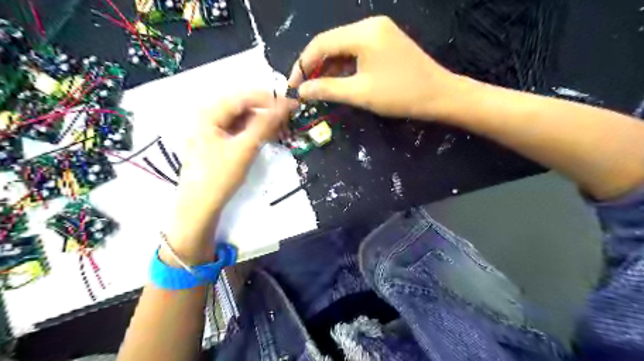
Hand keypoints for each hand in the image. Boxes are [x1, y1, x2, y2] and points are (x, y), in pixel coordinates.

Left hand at [165, 92, 296, 262]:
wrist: (200, 206)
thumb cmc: (219, 177)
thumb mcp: (244, 149)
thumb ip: (265, 124)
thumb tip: (285, 105)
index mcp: (209, 113)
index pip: (244, 96)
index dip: (269, 98)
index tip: (291, 104)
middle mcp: (208, 115)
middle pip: (243, 106)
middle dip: (266, 110)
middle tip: (288, 119)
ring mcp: (212, 129)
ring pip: (242, 118)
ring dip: (262, 121)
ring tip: (280, 129)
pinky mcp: (217, 140)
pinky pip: (239, 129)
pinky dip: (254, 131)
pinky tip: (266, 136)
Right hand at [290, 16, 465, 119]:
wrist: (439, 95)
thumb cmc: (400, 95)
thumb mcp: (360, 93)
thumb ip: (327, 89)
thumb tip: (301, 91)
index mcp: (363, 33)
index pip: (321, 43)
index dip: (303, 64)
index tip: (293, 85)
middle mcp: (369, 25)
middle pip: (331, 42)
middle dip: (315, 66)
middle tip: (305, 88)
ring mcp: (379, 31)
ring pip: (343, 47)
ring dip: (330, 67)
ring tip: (319, 88)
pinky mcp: (385, 41)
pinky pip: (357, 51)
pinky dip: (345, 66)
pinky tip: (339, 80)